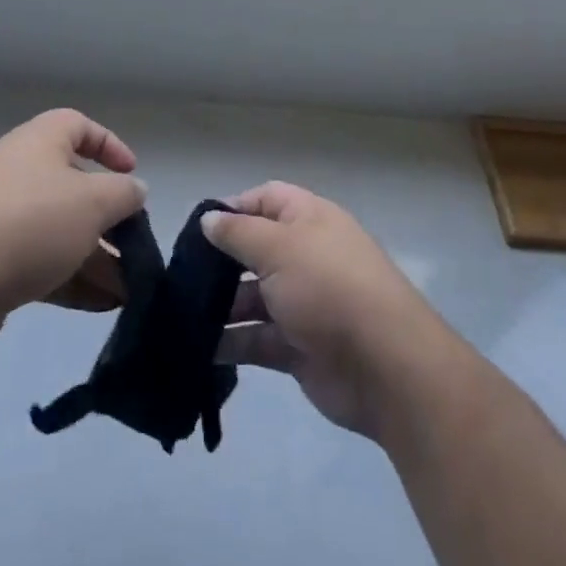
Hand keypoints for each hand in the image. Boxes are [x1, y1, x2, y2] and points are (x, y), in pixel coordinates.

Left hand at [0, 109, 146, 350]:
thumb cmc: (32, 221)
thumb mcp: (93, 202)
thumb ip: (123, 194)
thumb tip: (135, 190)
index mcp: (39, 142)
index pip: (77, 125)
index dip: (109, 144)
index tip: (131, 173)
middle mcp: (18, 172)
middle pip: (72, 186)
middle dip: (107, 216)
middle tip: (134, 242)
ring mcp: (1, 218)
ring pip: (58, 230)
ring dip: (95, 256)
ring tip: (129, 288)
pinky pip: (40, 262)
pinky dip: (71, 278)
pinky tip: (103, 305)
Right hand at [205, 182, 446, 438]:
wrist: (385, 366)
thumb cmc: (328, 287)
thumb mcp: (278, 247)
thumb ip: (239, 233)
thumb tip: (209, 219)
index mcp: (309, 220)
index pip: (266, 199)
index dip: (233, 208)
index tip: (198, 228)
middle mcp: (306, 256)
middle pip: (256, 250)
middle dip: (221, 262)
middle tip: (181, 276)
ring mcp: (304, 304)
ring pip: (253, 298)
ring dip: (220, 307)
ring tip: (181, 316)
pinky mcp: (299, 347)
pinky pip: (258, 340)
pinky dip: (231, 344)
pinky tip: (197, 349)